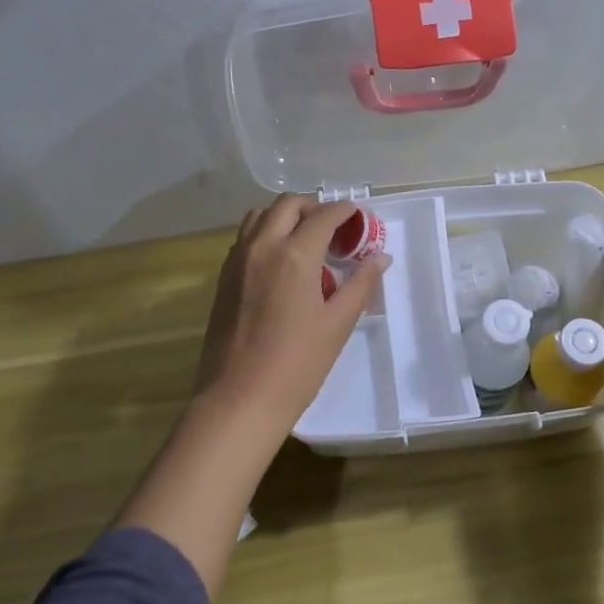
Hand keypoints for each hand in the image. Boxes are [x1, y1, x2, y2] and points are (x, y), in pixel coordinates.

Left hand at [191, 194, 389, 440]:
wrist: (240, 398)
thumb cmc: (297, 365)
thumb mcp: (337, 324)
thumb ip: (361, 285)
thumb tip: (380, 258)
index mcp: (294, 255)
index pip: (323, 216)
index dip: (345, 212)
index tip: (359, 218)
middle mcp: (262, 246)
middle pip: (288, 205)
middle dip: (314, 207)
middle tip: (334, 230)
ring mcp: (237, 260)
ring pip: (260, 216)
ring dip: (286, 216)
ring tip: (305, 241)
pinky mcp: (223, 277)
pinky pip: (245, 238)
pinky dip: (265, 234)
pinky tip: (281, 263)